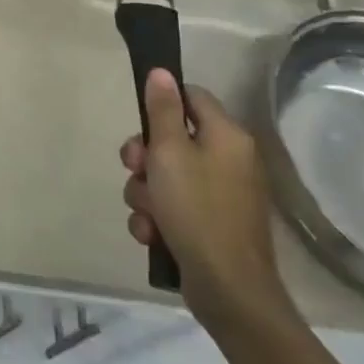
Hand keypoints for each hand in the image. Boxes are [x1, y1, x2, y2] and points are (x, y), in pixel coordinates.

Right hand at [119, 69, 292, 334]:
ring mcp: (222, 195)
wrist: (229, 291)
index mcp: (227, 136)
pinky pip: (174, 206)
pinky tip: (151, 233)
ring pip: (166, 175)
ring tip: (146, 213)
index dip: (161, 104)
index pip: (191, 97)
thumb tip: (162, 72)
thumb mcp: (169, 152)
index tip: (141, 123)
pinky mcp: (212, 224)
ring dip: (145, 191)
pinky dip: (158, 217)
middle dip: (144, 157)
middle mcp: (230, 160)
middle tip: (134, 170)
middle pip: (173, 138)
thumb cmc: (197, 210)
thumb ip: (162, 110)